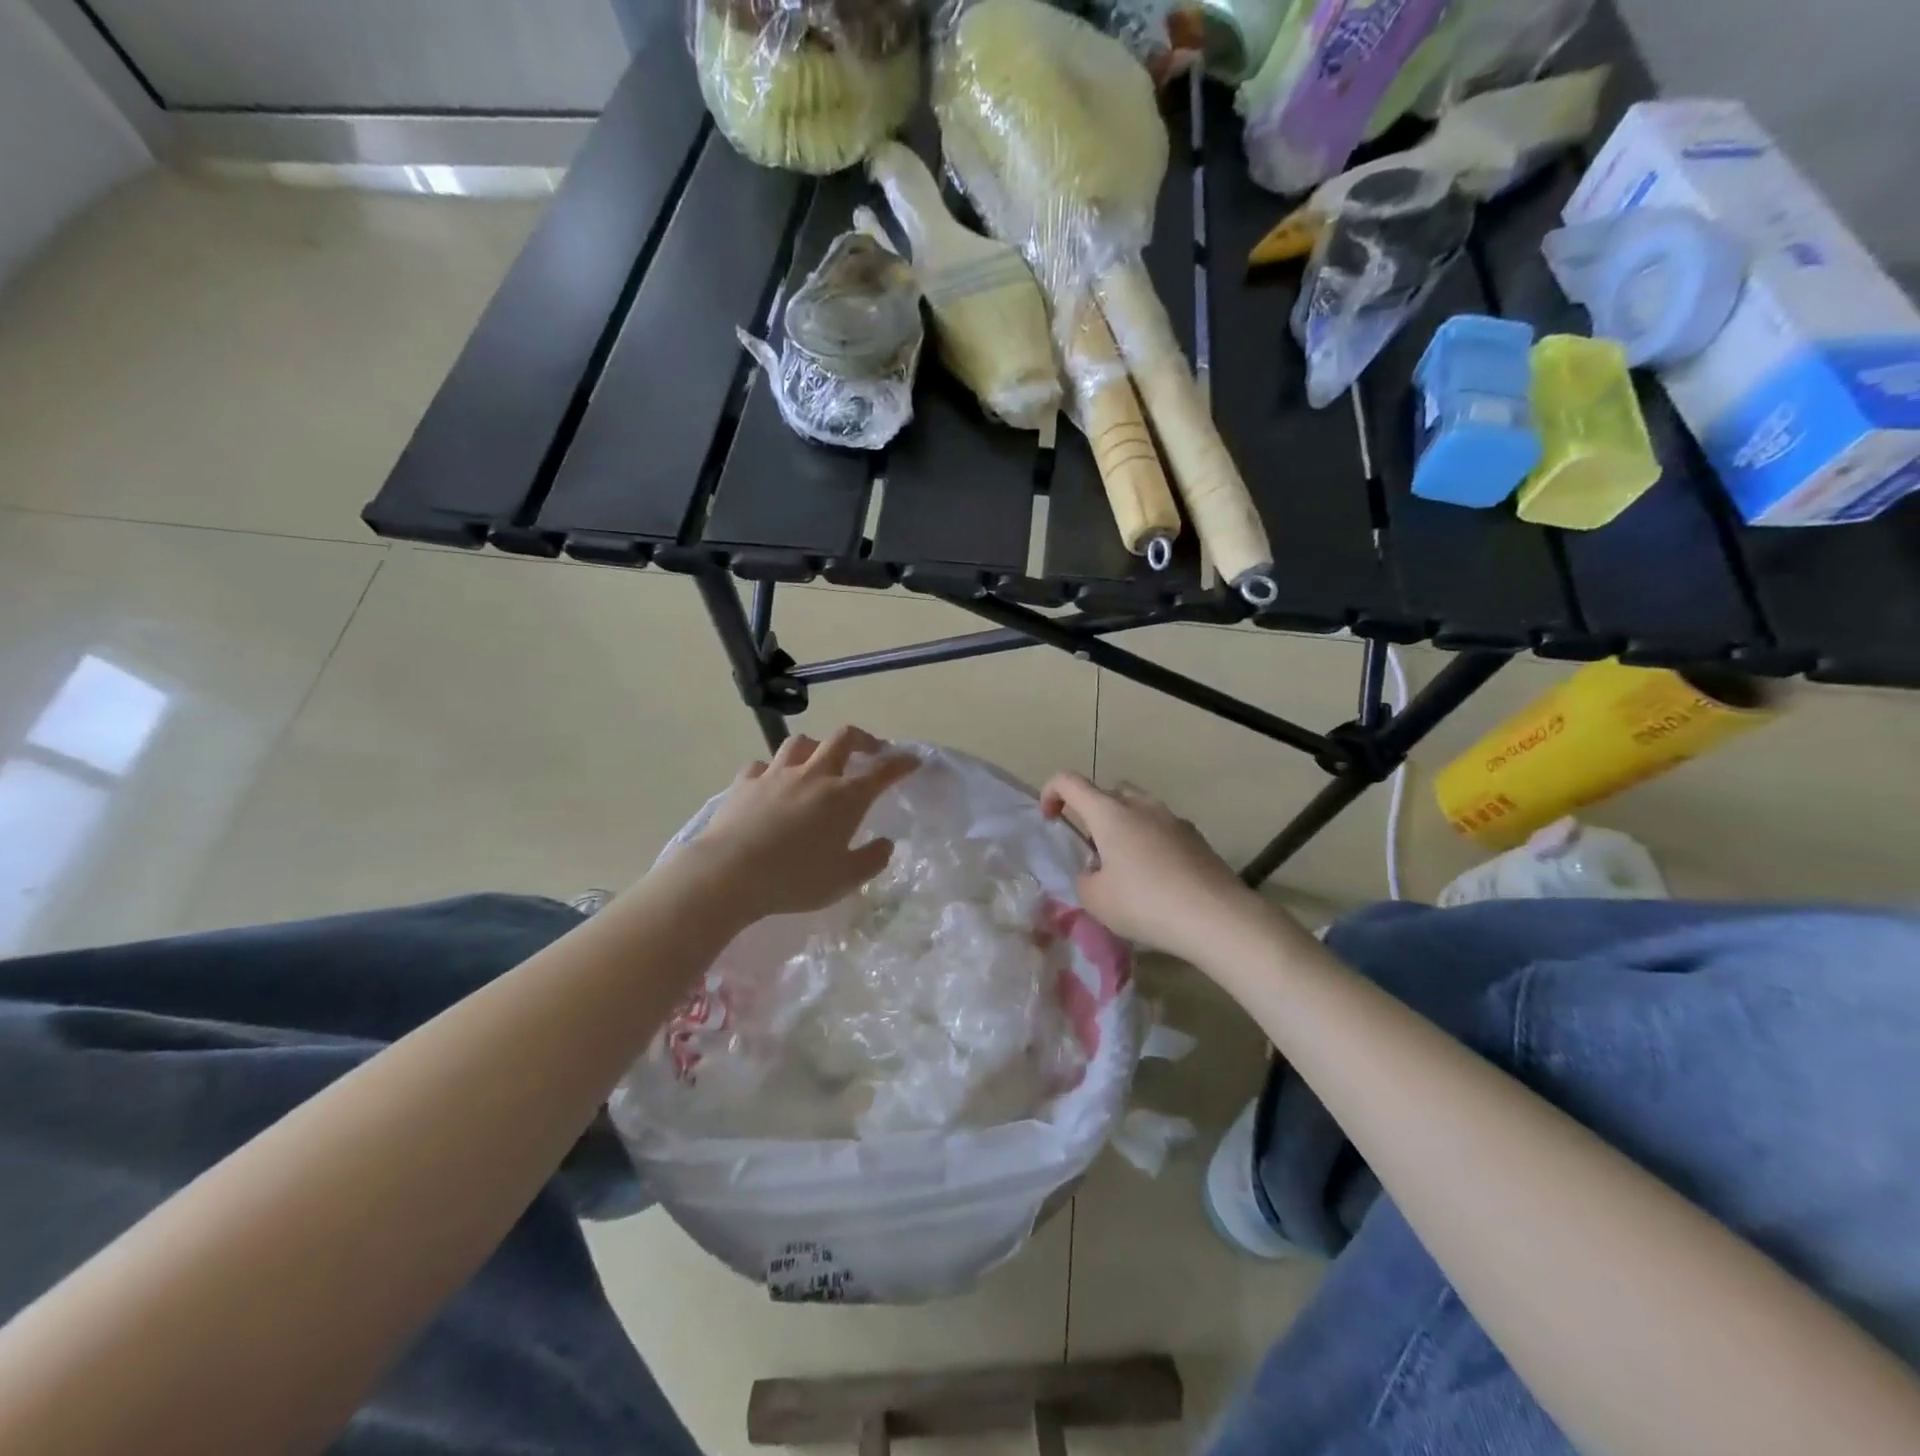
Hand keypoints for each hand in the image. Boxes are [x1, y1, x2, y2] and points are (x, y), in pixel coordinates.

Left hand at [688, 727, 918, 921]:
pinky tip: (771, 783)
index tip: (913, 760)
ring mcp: (777, 774)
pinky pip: (762, 765)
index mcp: (845, 797)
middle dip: (862, 738)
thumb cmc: (794, 879)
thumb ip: (871, 860)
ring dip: (816, 747)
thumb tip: (885, 843)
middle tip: (870, 750)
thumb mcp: (844, 880)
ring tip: (818, 761)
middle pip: (843, 738)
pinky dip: (772, 770)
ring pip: (801, 743)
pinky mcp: (745, 783)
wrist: (729, 873)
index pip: (883, 771)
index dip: (901, 762)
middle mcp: (814, 776)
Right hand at [1040, 772, 1262, 964]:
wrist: (1216, 916)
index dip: (1052, 793)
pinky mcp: (1196, 837)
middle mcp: (1141, 805)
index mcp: (1109, 813)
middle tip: (1092, 848)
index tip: (1050, 819)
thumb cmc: (1145, 903)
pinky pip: (1162, 828)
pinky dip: (1150, 842)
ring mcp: (1172, 818)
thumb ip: (1085, 879)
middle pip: (1108, 791)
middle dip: (1093, 811)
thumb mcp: (1096, 900)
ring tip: (1125, 866)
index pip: (1069, 782)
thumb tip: (1096, 872)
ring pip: (1138, 808)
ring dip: (1124, 826)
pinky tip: (1156, 878)